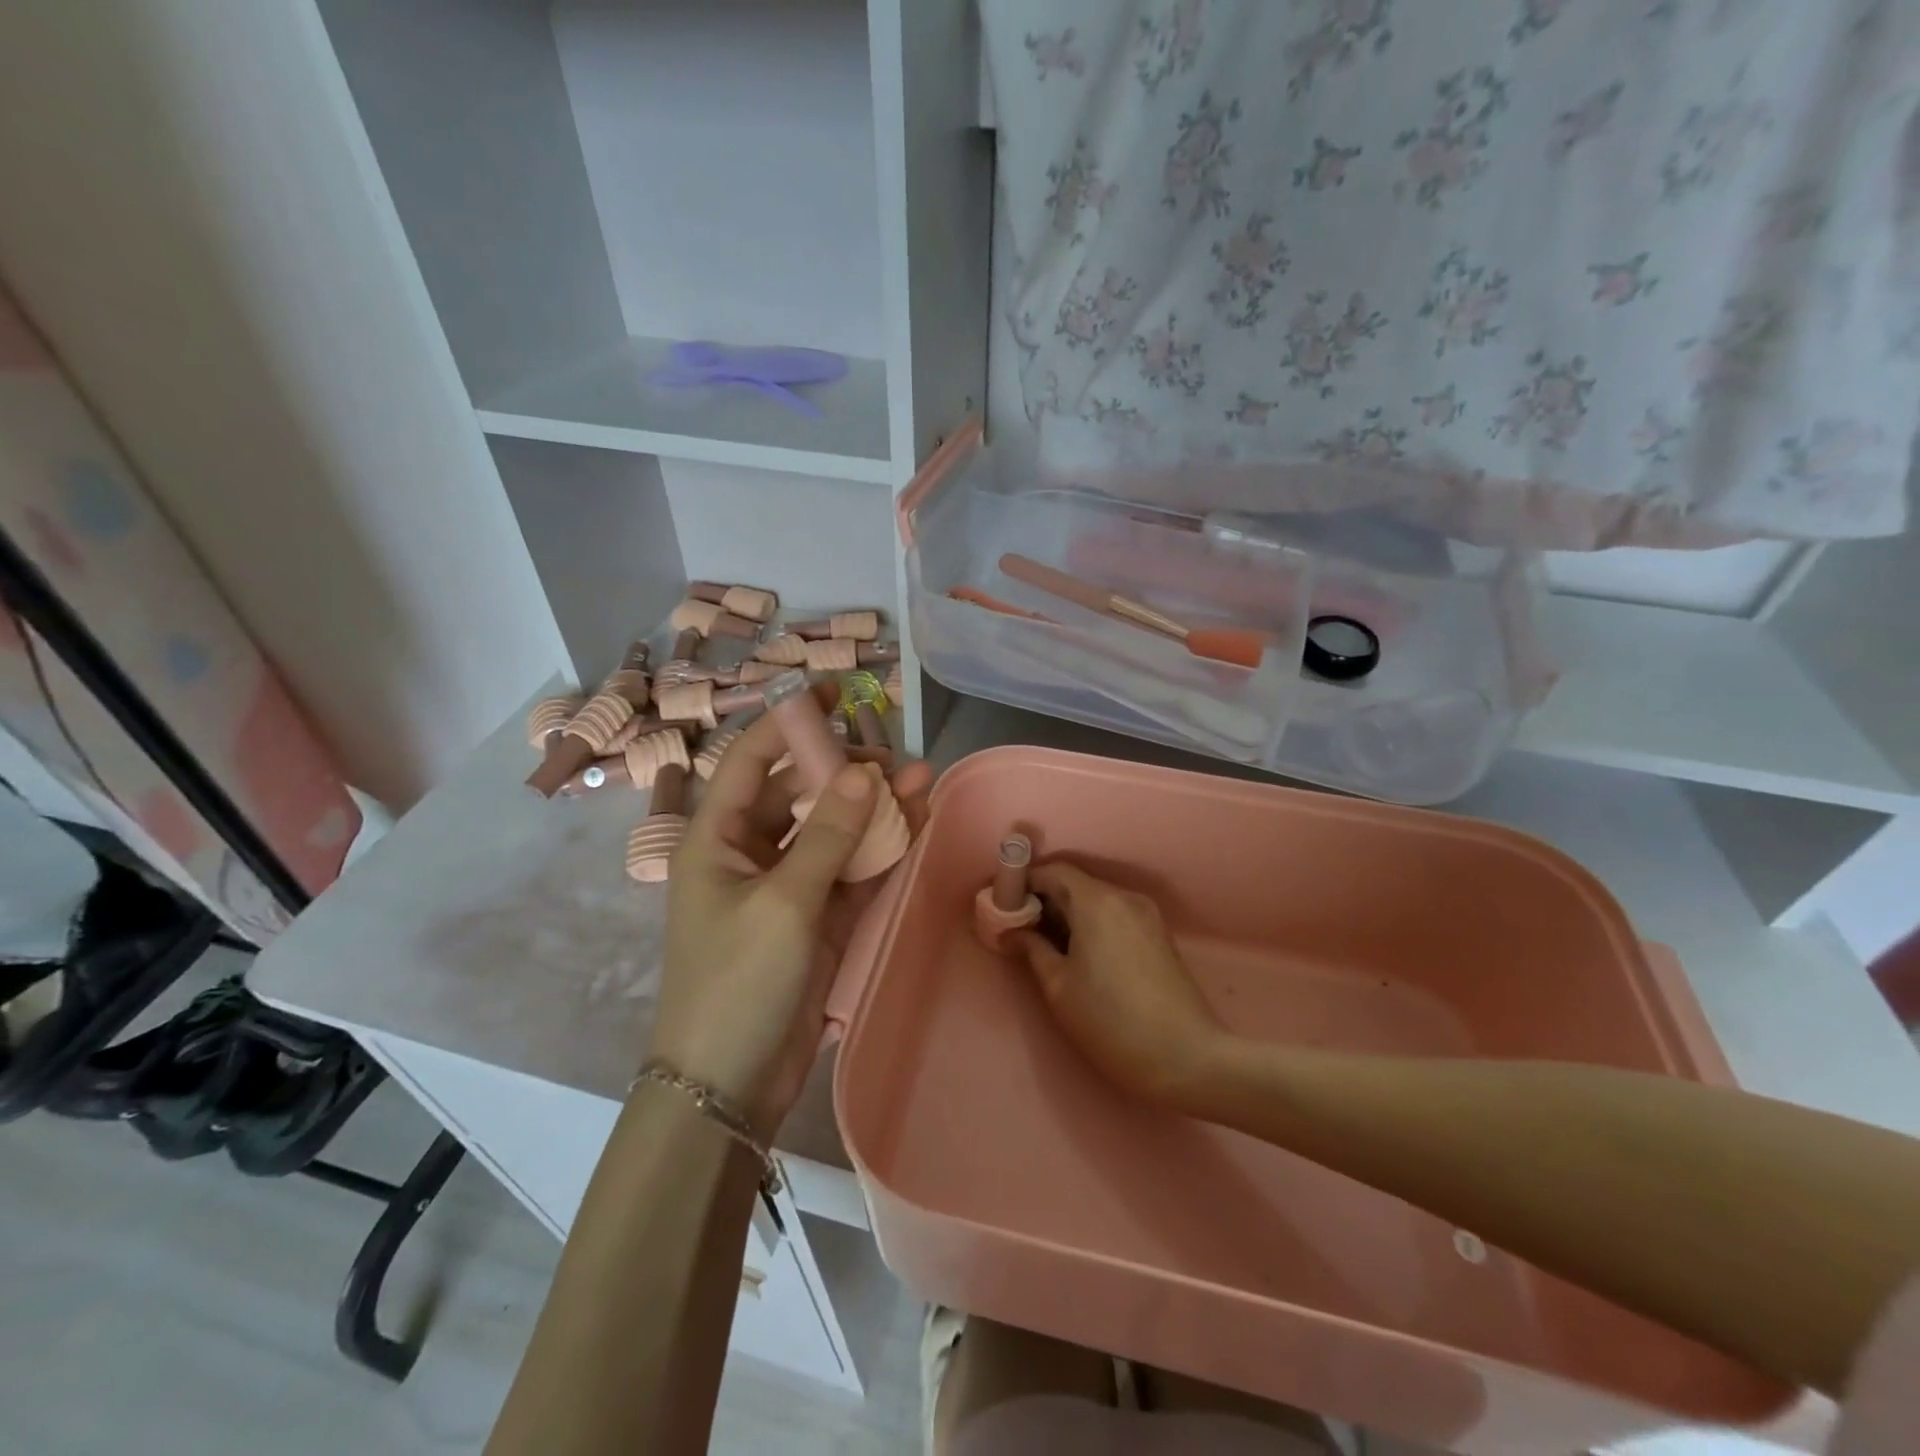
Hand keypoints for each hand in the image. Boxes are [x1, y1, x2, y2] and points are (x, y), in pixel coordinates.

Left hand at [652, 689, 904, 1135]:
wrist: (729, 1083)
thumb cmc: (737, 980)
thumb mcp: (783, 902)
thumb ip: (827, 835)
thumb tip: (864, 772)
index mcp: (716, 838)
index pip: (751, 761)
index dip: (789, 722)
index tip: (833, 693)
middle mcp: (750, 853)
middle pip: (801, 793)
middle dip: (846, 770)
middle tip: (895, 756)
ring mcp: (788, 887)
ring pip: (834, 832)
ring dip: (873, 809)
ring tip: (922, 780)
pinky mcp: (818, 919)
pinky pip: (852, 871)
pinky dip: (881, 850)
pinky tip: (915, 824)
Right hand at [1010, 863, 1228, 1110]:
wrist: (1187, 1059)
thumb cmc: (1111, 1022)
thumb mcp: (1058, 987)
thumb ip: (1032, 948)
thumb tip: (1011, 931)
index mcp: (1096, 901)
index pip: (1052, 871)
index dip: (1024, 883)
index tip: (1004, 908)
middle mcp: (1124, 897)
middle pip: (1074, 883)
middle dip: (1044, 900)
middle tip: (1019, 930)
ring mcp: (1146, 915)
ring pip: (1095, 900)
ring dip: (1068, 913)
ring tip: (1046, 946)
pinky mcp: (1158, 934)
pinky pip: (1114, 915)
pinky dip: (1091, 923)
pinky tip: (1079, 955)